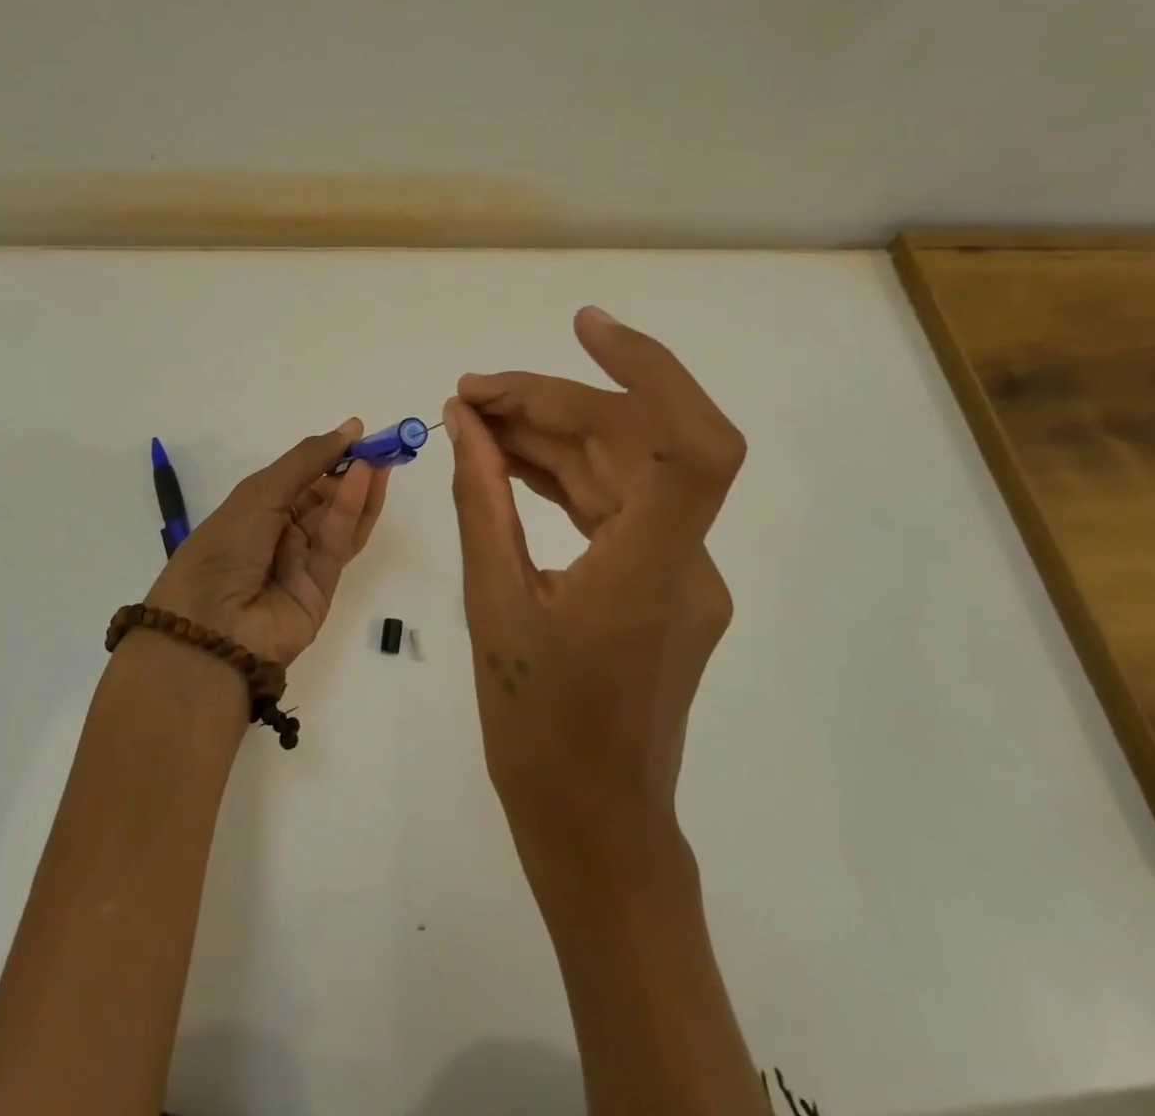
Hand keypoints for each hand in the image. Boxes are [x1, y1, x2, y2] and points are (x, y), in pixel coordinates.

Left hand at [145, 419, 388, 666]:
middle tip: (383, 446)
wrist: (211, 628)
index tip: (360, 432)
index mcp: (256, 509)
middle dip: (352, 471)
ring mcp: (303, 562)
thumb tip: (351, 427)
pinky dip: (352, 513)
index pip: (302, 477)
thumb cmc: (224, 547)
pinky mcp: (324, 588)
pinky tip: (364, 482)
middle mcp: (281, 534)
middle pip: (326, 498)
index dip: (330, 454)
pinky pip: (339, 545)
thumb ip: (308, 461)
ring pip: (339, 521)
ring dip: (358, 489)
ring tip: (381, 459)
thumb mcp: (260, 493)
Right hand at [444, 308, 744, 837]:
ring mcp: (677, 570)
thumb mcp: (494, 606)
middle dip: (550, 404)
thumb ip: (482, 502)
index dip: (649, 369)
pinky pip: (613, 506)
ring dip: (551, 436)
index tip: (583, 326)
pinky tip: (507, 460)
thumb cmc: (539, 733)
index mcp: (651, 570)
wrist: (595, 827)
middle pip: (631, 445)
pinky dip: (562, 475)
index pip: (688, 442)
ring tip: (475, 418)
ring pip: (620, 471)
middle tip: (469, 394)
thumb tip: (466, 423)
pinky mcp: (659, 582)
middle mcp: (683, 559)